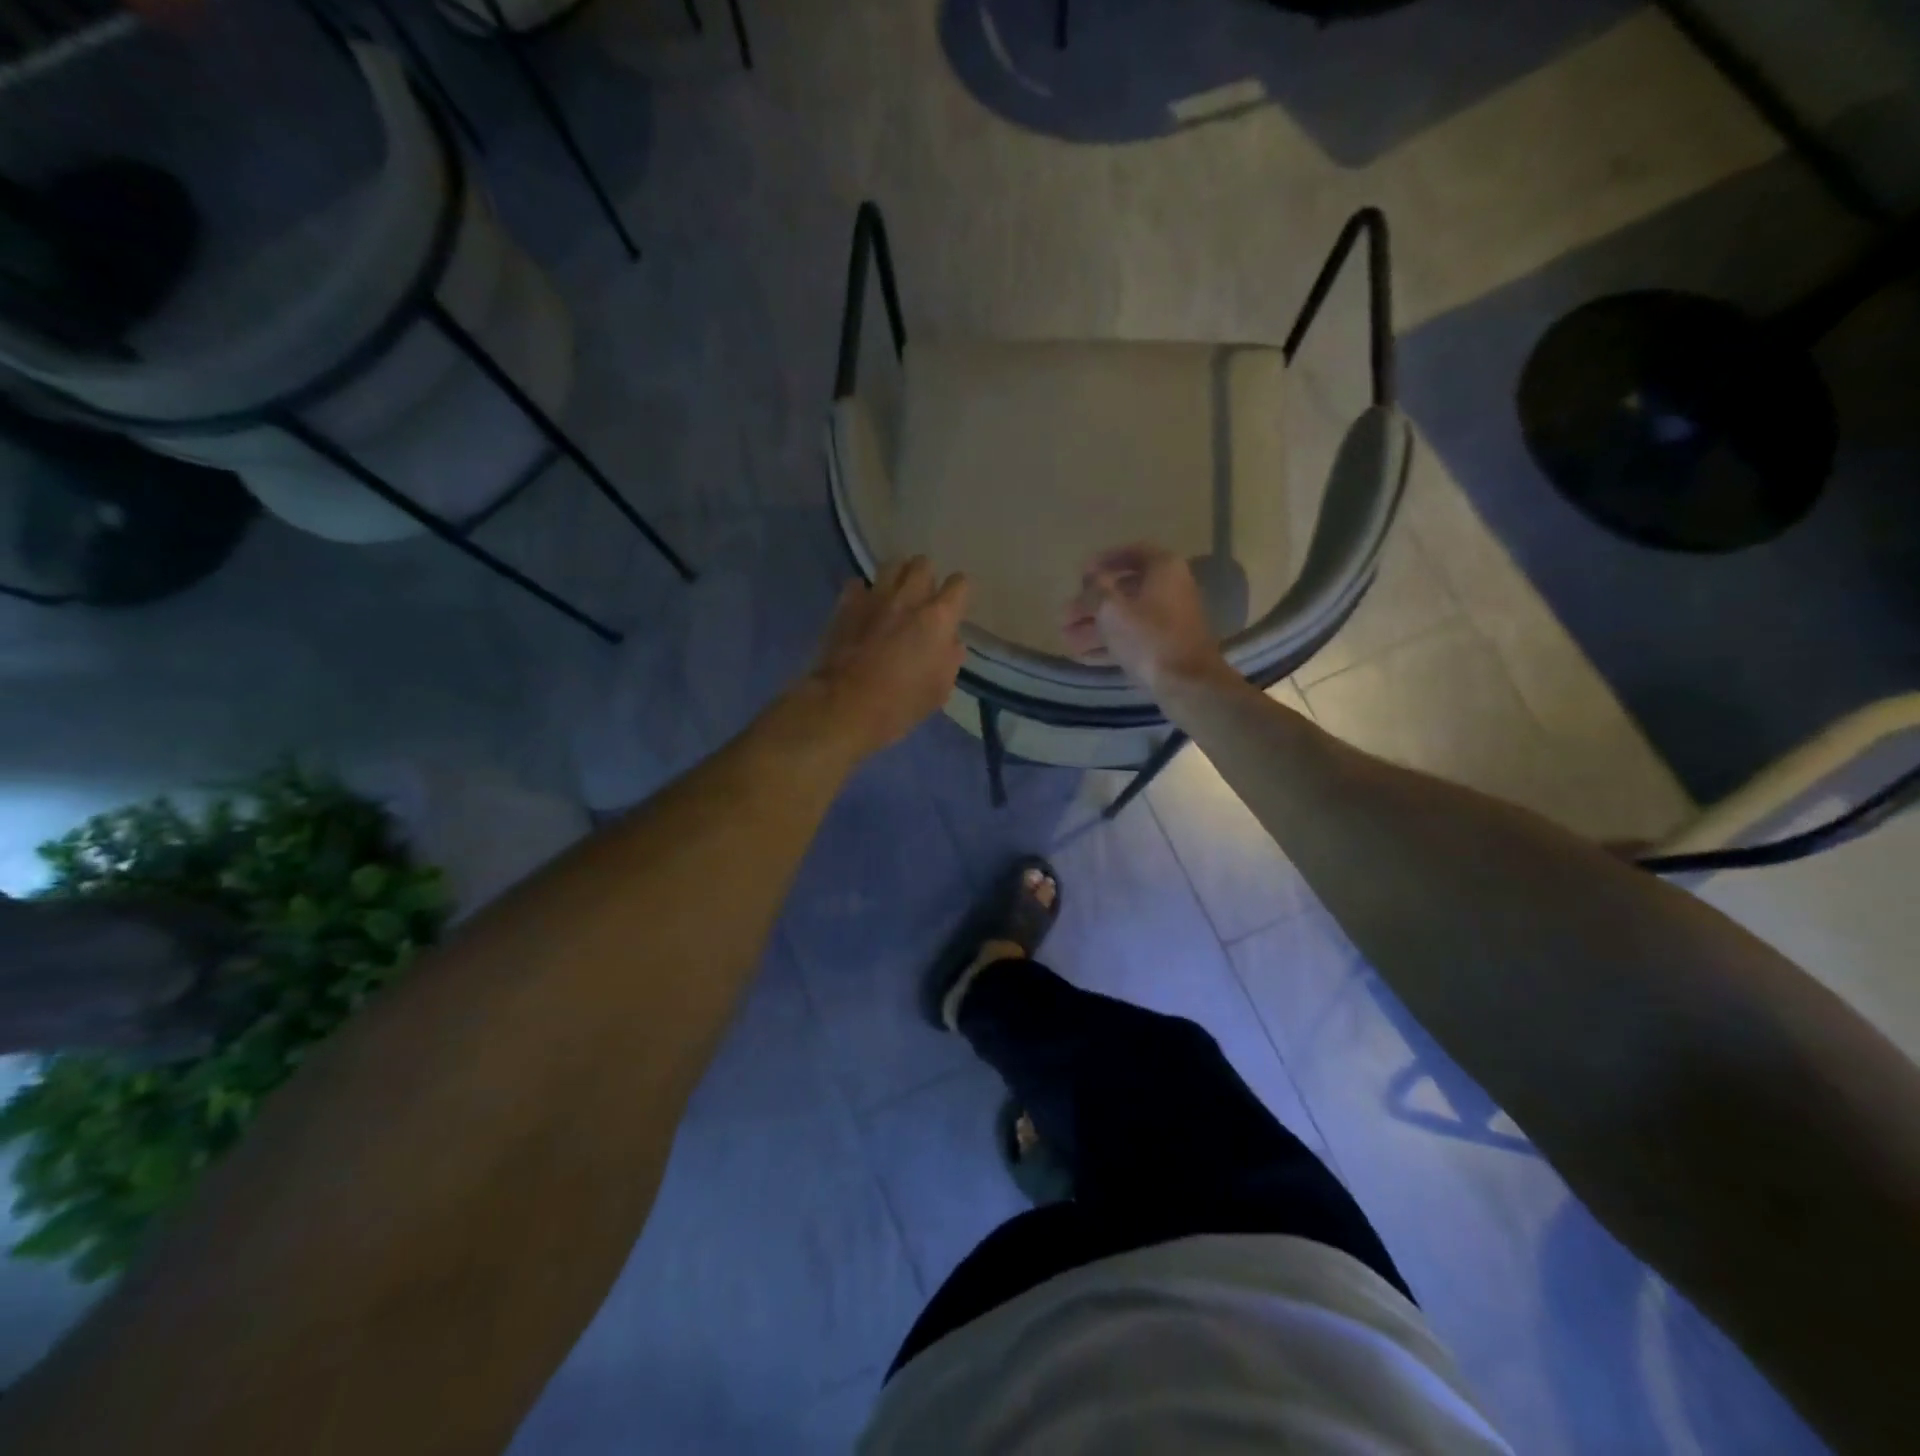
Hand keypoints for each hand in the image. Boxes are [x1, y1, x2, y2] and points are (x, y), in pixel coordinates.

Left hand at [810, 557, 969, 756]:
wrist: (847, 705)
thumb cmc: (901, 703)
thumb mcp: (939, 689)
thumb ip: (950, 659)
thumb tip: (951, 641)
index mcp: (938, 618)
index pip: (959, 584)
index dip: (959, 592)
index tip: (955, 605)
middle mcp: (909, 598)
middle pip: (923, 564)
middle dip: (926, 576)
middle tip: (923, 597)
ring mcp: (875, 597)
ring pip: (891, 565)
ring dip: (897, 576)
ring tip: (894, 594)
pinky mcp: (847, 604)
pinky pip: (858, 584)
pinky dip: (863, 592)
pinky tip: (863, 607)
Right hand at [1062, 544, 1226, 692]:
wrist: (1186, 682)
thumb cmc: (1148, 636)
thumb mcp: (1111, 608)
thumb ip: (1095, 590)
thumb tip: (1090, 581)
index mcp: (1163, 568)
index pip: (1131, 553)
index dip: (1103, 560)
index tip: (1080, 573)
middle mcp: (1170, 588)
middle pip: (1124, 590)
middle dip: (1091, 603)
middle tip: (1065, 614)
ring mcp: (1170, 619)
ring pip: (1126, 617)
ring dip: (1095, 626)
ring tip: (1066, 638)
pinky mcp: (1166, 646)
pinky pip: (1133, 638)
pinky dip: (1109, 643)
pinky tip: (1082, 655)